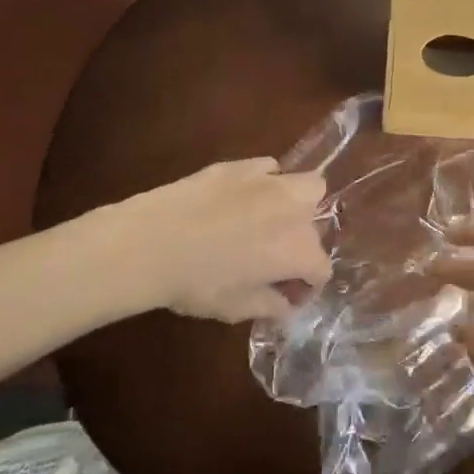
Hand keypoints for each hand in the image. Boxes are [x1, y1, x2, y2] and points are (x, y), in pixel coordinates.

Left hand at [74, 159, 331, 323]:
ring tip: (274, 218)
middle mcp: (296, 212)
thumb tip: (286, 305)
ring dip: (300, 203)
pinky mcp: (245, 165)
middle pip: (318, 227)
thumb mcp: (235, 308)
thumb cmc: (195, 283)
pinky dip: (268, 182)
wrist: (150, 242)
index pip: (322, 269)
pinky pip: (272, 168)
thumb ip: (270, 306)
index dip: (308, 286)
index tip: (288, 296)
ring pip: (309, 186)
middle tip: (276, 258)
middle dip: (303, 244)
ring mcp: (272, 182)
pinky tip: (245, 197)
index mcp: (298, 251)